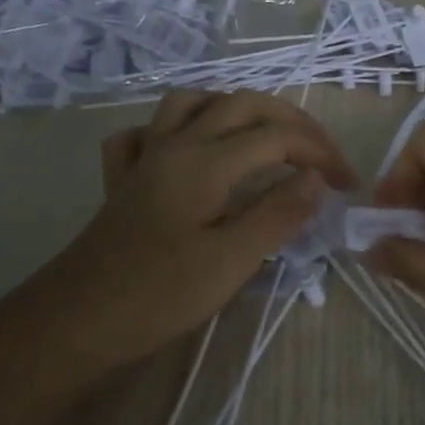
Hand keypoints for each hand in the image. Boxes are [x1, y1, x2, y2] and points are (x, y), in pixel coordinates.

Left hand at [52, 91, 355, 366]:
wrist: (76, 322)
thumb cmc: (159, 295)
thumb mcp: (231, 260)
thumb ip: (278, 213)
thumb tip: (316, 178)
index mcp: (206, 161)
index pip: (278, 137)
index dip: (321, 153)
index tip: (348, 185)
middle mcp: (176, 144)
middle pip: (242, 104)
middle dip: (291, 121)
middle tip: (321, 153)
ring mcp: (146, 157)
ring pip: (192, 103)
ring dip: (235, 108)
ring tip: (264, 134)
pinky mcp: (124, 179)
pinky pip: (147, 132)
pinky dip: (174, 129)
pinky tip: (186, 150)